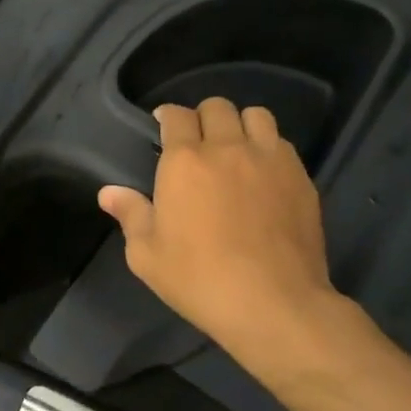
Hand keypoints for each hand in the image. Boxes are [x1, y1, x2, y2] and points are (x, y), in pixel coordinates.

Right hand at [97, 99, 339, 361]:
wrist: (274, 303)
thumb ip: (130, 215)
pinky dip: (268, 148)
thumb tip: (109, 193)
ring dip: (240, 125)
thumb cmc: (199, 278)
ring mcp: (269, 160)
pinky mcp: (301, 178)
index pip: (176, 115)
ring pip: (255, 116)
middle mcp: (227, 148)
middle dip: (203, 117)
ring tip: (234, 149)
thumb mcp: (146, 255)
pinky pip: (281, 144)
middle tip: (197, 142)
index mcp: (184, 161)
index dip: (167, 116)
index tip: (163, 127)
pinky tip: (262, 173)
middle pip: (217, 107)